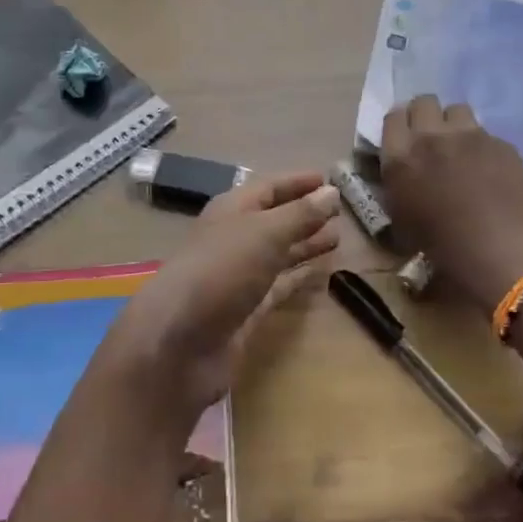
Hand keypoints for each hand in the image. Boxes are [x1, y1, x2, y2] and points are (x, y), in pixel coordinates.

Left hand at [103, 171, 341, 416]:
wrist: (181, 340)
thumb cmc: (221, 271)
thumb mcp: (264, 233)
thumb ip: (300, 214)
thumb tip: (331, 192)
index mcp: (231, 211)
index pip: (268, 188)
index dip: (297, 183)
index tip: (329, 180)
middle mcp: (234, 239)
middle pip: (274, 220)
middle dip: (305, 215)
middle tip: (341, 213)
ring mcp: (239, 276)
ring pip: (278, 253)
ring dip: (304, 245)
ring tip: (337, 239)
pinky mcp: (246, 309)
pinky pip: (278, 286)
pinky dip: (298, 278)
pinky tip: (320, 275)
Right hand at [381, 95, 522, 309]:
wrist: (501, 247)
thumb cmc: (443, 245)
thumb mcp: (402, 219)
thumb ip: (398, 186)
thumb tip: (403, 175)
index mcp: (401, 158)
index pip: (393, 117)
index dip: (400, 125)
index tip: (405, 138)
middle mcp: (432, 138)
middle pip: (424, 102)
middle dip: (426, 115)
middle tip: (431, 137)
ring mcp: (469, 136)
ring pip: (457, 109)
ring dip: (454, 124)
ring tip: (460, 147)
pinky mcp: (500, 143)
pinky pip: (485, 133)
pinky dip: (482, 146)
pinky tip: (489, 168)